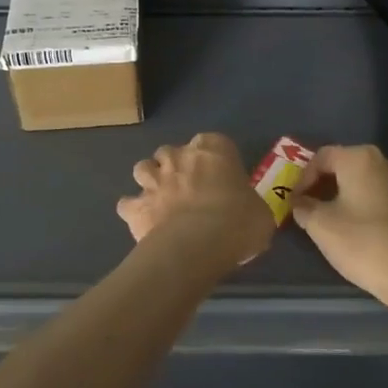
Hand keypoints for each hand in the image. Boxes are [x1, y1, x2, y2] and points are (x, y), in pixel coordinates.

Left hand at [117, 133, 272, 265]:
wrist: (198, 245)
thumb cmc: (238, 222)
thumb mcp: (260, 213)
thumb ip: (249, 205)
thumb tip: (248, 214)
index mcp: (213, 150)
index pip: (213, 142)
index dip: (214, 159)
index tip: (220, 177)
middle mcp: (179, 156)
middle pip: (171, 151)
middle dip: (176, 165)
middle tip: (189, 189)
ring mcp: (153, 180)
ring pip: (143, 168)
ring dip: (150, 180)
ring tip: (161, 199)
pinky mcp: (135, 206)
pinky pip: (127, 203)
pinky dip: (133, 210)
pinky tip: (143, 222)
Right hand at [291, 145, 387, 310]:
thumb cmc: (365, 244)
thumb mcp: (321, 227)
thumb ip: (305, 208)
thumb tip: (301, 202)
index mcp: (361, 160)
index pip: (322, 157)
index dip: (303, 178)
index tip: (295, 202)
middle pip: (349, 168)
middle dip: (328, 187)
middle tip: (314, 211)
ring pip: (373, 186)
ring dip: (354, 199)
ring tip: (343, 226)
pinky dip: (378, 213)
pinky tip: (373, 238)